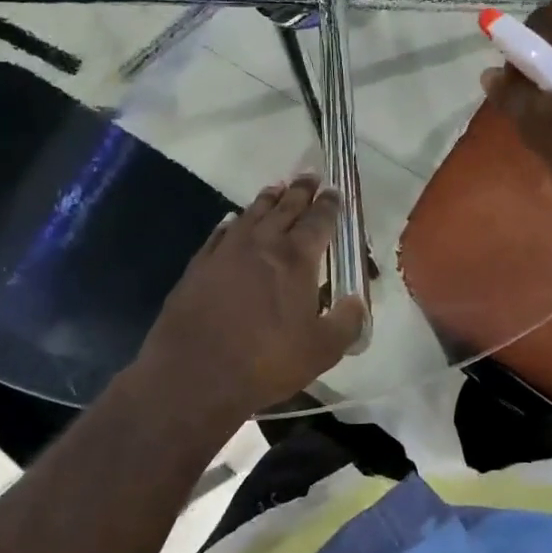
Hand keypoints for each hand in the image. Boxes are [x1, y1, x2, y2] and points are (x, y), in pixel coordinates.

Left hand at [134, 176, 367, 419]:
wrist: (194, 375)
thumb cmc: (265, 362)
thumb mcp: (322, 351)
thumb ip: (347, 322)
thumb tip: (358, 302)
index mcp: (296, 258)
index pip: (319, 220)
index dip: (329, 205)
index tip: (335, 190)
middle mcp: (262, 243)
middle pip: (285, 207)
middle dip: (301, 191)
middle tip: (310, 177)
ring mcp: (227, 250)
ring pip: (252, 213)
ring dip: (268, 199)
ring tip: (277, 189)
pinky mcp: (200, 264)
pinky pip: (221, 232)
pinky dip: (233, 221)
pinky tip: (234, 220)